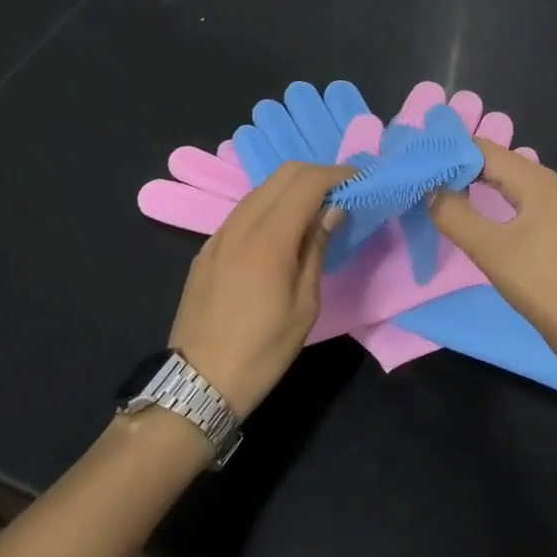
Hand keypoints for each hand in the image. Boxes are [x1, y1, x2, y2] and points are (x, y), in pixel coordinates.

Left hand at [168, 161, 345, 415]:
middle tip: (341, 191)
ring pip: (261, 189)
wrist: (197, 383)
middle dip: (316, 174)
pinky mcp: (207, 248)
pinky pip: (244, 210)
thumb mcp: (304, 305)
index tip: (359, 180)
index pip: (307, 182)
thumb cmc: (262, 350)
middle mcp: (240, 225)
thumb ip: (317, 249)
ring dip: (292, 187)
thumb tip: (332, 211)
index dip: (336, 174)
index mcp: (269, 238)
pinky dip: (270, 205)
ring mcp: (219, 234)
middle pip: (283, 174)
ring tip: (316, 208)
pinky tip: (282, 230)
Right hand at [429, 141, 556, 359]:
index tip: (420, 162)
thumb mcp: (489, 249)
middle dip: (462, 166)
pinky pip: (521, 197)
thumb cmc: (540, 283)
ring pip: (510, 179)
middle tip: (426, 176)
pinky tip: (477, 208)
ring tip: (443, 189)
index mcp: (538, 180)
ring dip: (478, 182)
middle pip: (498, 161)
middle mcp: (551, 182)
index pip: (485, 150)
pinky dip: (496, 196)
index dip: (451, 153)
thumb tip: (431, 189)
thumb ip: (454, 215)